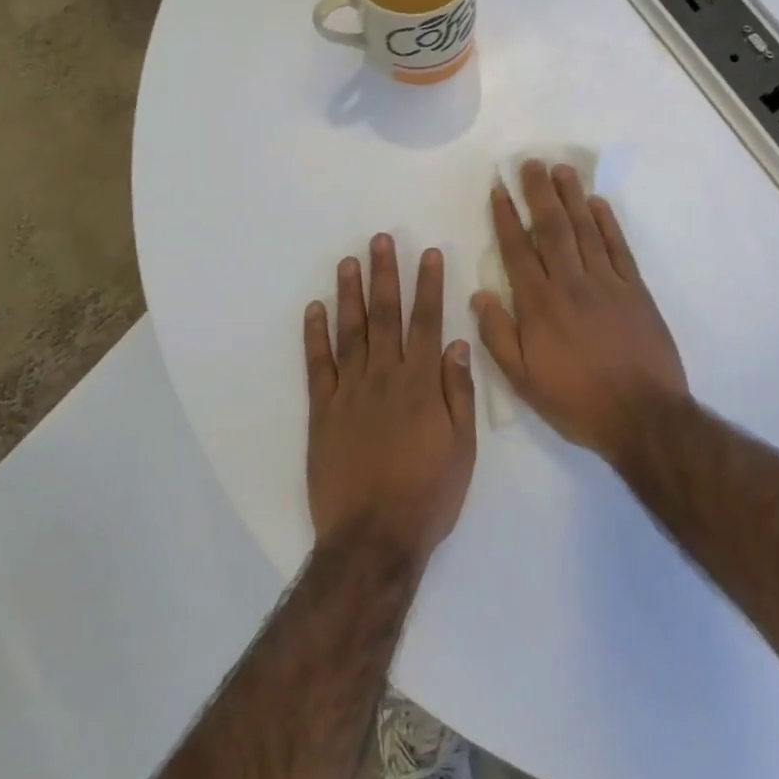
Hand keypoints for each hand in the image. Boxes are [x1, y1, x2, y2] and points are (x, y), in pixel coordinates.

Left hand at [305, 235, 477, 569]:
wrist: (374, 538)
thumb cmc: (428, 496)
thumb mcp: (462, 449)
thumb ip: (459, 394)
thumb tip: (457, 344)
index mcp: (422, 385)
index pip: (427, 323)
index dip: (428, 286)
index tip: (428, 254)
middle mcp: (385, 377)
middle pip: (386, 316)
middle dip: (385, 275)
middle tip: (380, 239)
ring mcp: (350, 391)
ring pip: (350, 331)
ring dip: (349, 293)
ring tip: (348, 261)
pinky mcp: (322, 410)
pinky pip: (318, 365)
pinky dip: (315, 335)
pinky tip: (315, 309)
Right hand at [472, 160, 688, 461]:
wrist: (643, 416)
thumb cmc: (576, 401)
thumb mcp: (523, 380)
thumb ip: (498, 335)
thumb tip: (479, 294)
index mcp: (539, 304)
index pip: (517, 250)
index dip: (506, 217)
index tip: (499, 188)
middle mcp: (570, 283)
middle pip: (551, 228)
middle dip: (539, 193)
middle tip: (531, 163)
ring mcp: (607, 283)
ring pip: (585, 230)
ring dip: (572, 197)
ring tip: (561, 170)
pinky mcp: (635, 290)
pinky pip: (619, 248)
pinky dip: (607, 223)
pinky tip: (597, 203)